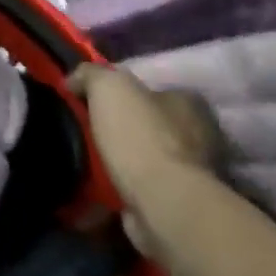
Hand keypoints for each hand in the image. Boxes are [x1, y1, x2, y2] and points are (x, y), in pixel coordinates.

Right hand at [68, 63, 224, 261]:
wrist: (163, 202)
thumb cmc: (140, 137)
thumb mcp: (108, 86)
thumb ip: (91, 74)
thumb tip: (74, 80)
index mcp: (189, 102)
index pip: (152, 89)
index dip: (120, 94)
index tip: (90, 103)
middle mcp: (200, 134)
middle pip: (150, 123)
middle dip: (121, 127)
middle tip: (84, 131)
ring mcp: (194, 171)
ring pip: (147, 156)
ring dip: (121, 159)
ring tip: (85, 160)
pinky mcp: (180, 202)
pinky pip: (143, 186)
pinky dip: (122, 186)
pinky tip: (98, 185)